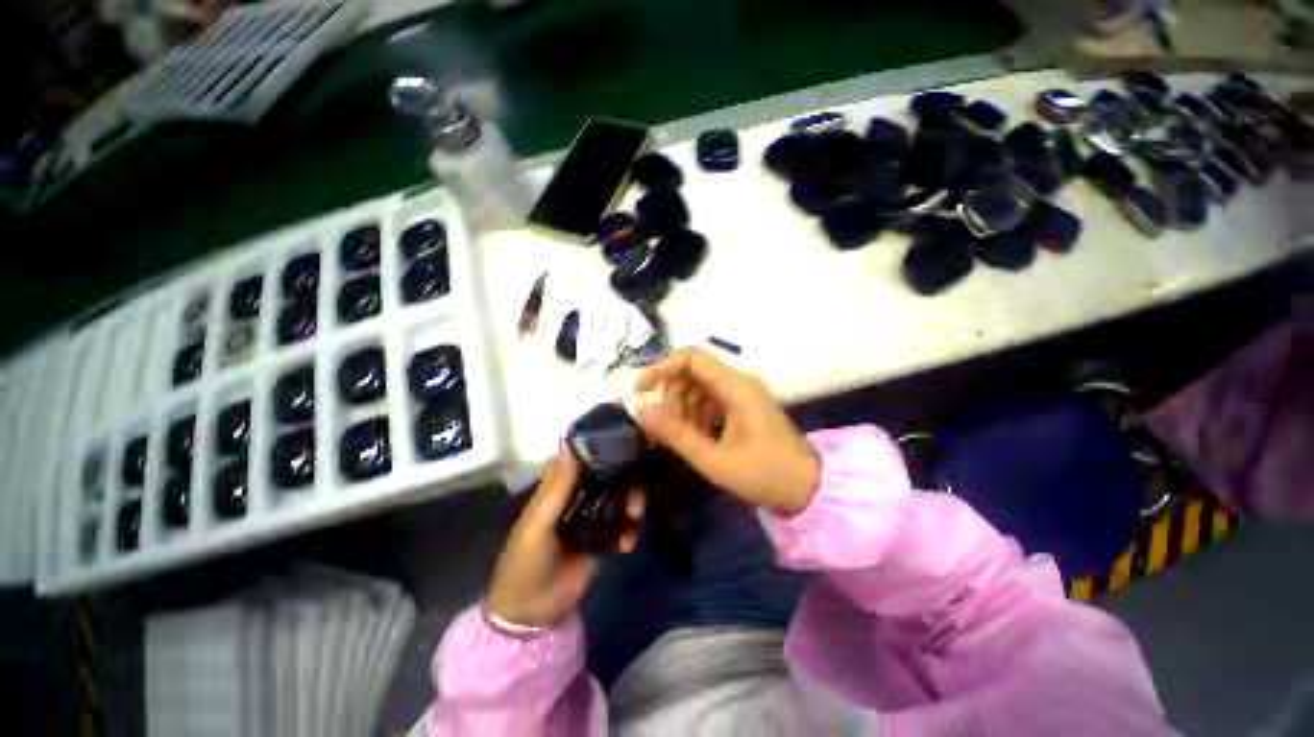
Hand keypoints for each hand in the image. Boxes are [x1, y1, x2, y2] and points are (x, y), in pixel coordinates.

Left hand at [486, 450, 644, 628]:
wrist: (534, 612)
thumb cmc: (526, 562)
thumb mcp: (537, 525)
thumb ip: (556, 489)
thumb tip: (572, 447)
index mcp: (558, 487)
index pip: (580, 456)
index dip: (600, 446)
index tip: (624, 441)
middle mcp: (578, 495)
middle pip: (607, 474)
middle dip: (625, 478)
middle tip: (635, 492)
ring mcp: (593, 515)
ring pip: (619, 495)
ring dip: (632, 502)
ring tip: (635, 517)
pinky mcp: (604, 536)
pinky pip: (623, 524)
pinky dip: (630, 530)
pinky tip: (628, 544)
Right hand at [636, 348, 820, 515]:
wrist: (809, 488)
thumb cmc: (764, 474)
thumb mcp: (714, 459)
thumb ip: (676, 434)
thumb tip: (642, 410)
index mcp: (735, 386)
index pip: (691, 358)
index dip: (662, 368)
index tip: (641, 392)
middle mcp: (738, 382)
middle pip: (692, 373)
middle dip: (671, 396)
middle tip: (663, 428)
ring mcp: (742, 394)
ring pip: (699, 388)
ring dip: (682, 408)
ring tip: (680, 438)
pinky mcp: (743, 406)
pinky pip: (710, 401)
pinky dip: (696, 415)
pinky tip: (695, 438)